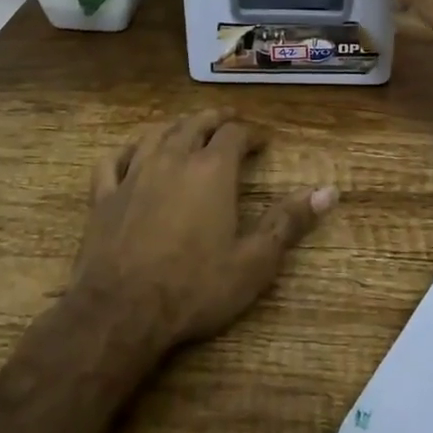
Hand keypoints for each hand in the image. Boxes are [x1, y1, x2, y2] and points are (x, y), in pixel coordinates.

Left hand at [73, 110, 337, 350]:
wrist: (121, 312)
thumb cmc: (195, 287)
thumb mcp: (254, 261)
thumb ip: (289, 222)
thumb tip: (329, 191)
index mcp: (212, 170)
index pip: (235, 134)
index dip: (251, 133)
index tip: (262, 141)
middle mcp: (173, 159)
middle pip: (195, 124)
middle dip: (216, 120)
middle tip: (229, 121)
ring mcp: (133, 174)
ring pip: (156, 135)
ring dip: (176, 127)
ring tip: (187, 128)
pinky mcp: (103, 196)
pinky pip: (113, 162)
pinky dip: (125, 152)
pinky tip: (130, 155)